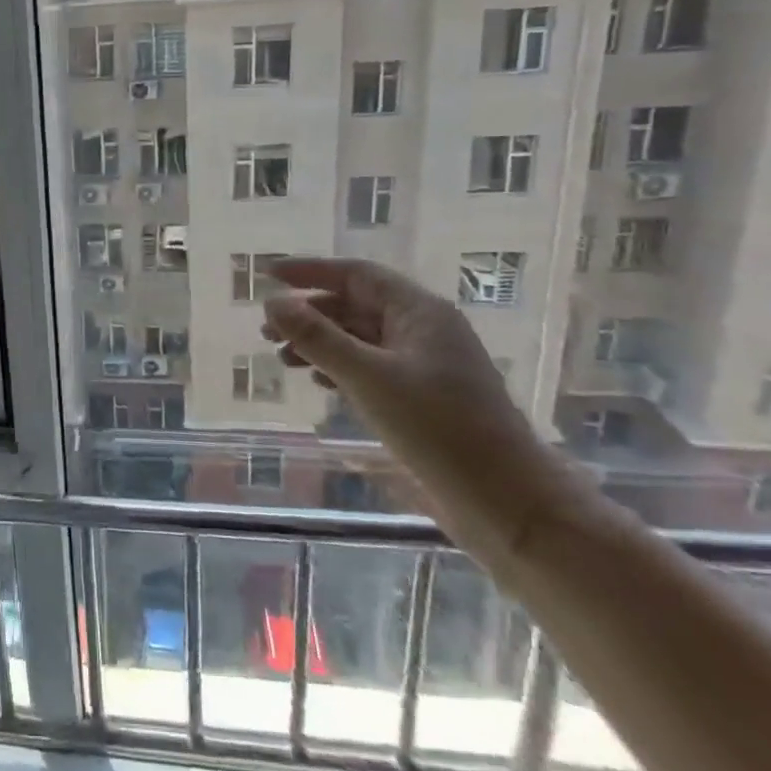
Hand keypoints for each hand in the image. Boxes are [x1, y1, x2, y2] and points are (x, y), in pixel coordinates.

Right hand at [260, 256, 528, 459]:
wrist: (504, 499)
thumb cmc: (437, 427)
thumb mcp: (368, 377)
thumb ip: (317, 337)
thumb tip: (272, 303)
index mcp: (420, 311)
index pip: (356, 275)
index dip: (310, 272)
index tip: (268, 276)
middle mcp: (424, 329)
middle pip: (356, 305)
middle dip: (309, 313)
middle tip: (266, 331)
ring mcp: (426, 364)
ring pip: (362, 339)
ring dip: (321, 343)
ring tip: (283, 359)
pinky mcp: (424, 397)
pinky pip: (372, 367)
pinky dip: (340, 368)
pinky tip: (319, 382)